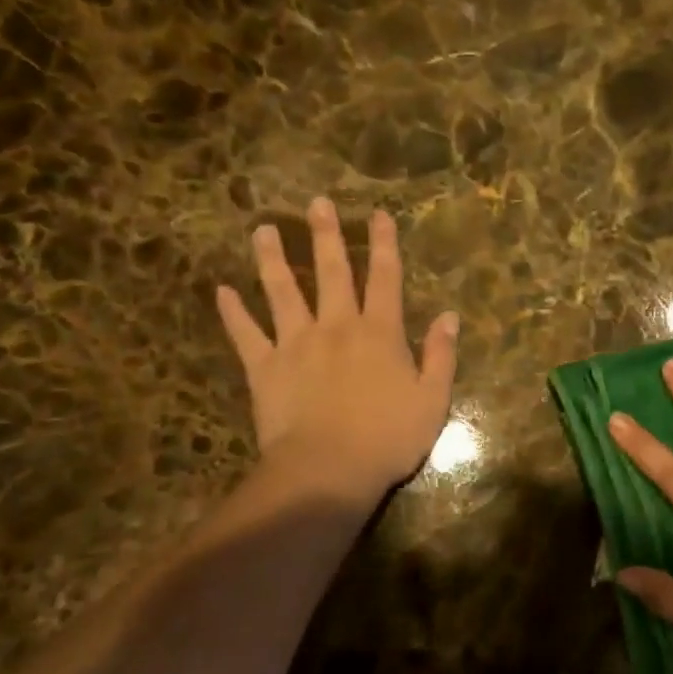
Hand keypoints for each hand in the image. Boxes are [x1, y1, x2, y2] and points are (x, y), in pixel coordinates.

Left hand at [216, 198, 458, 501]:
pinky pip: (245, 334)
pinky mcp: (264, 367)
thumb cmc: (388, 439)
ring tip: (263, 229)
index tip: (378, 214)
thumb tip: (450, 316)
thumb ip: (441, 355)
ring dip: (273, 258)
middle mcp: (336, 326)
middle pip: (331, 272)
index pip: (384, 278)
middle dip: (326, 235)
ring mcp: (296, 343)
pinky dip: (233, 312)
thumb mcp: (432, 400)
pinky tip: (222, 290)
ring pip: (282, 291)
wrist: (329, 471)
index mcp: (379, 333)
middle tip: (316, 202)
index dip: (384, 244)